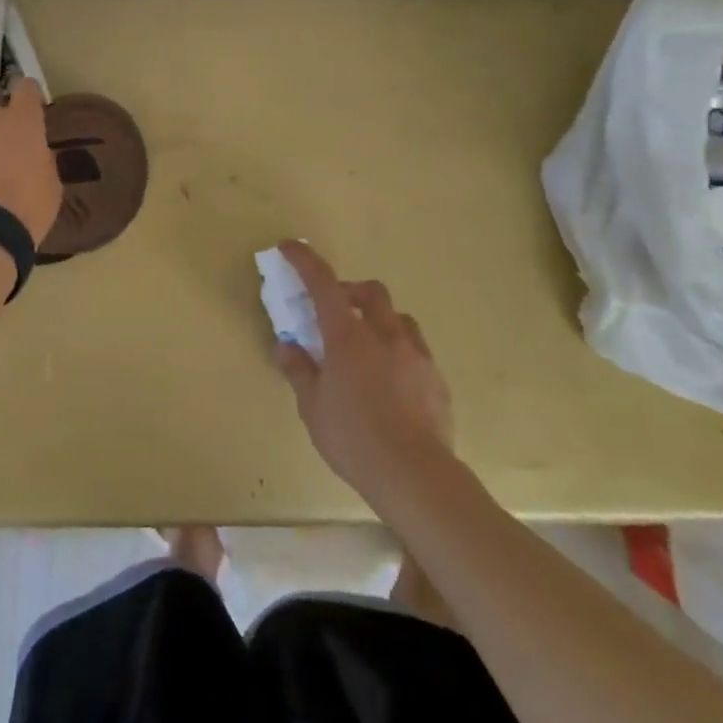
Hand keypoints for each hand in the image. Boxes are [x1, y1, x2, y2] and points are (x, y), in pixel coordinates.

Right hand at [273, 242, 455, 513]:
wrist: (416, 476)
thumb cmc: (354, 439)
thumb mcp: (313, 407)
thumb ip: (299, 370)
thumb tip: (285, 345)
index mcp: (348, 336)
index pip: (323, 283)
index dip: (305, 261)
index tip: (290, 247)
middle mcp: (385, 334)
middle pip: (371, 291)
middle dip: (351, 291)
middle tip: (335, 312)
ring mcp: (416, 354)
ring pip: (398, 318)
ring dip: (379, 320)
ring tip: (367, 347)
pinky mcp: (437, 378)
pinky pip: (415, 349)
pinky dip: (398, 351)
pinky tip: (391, 381)